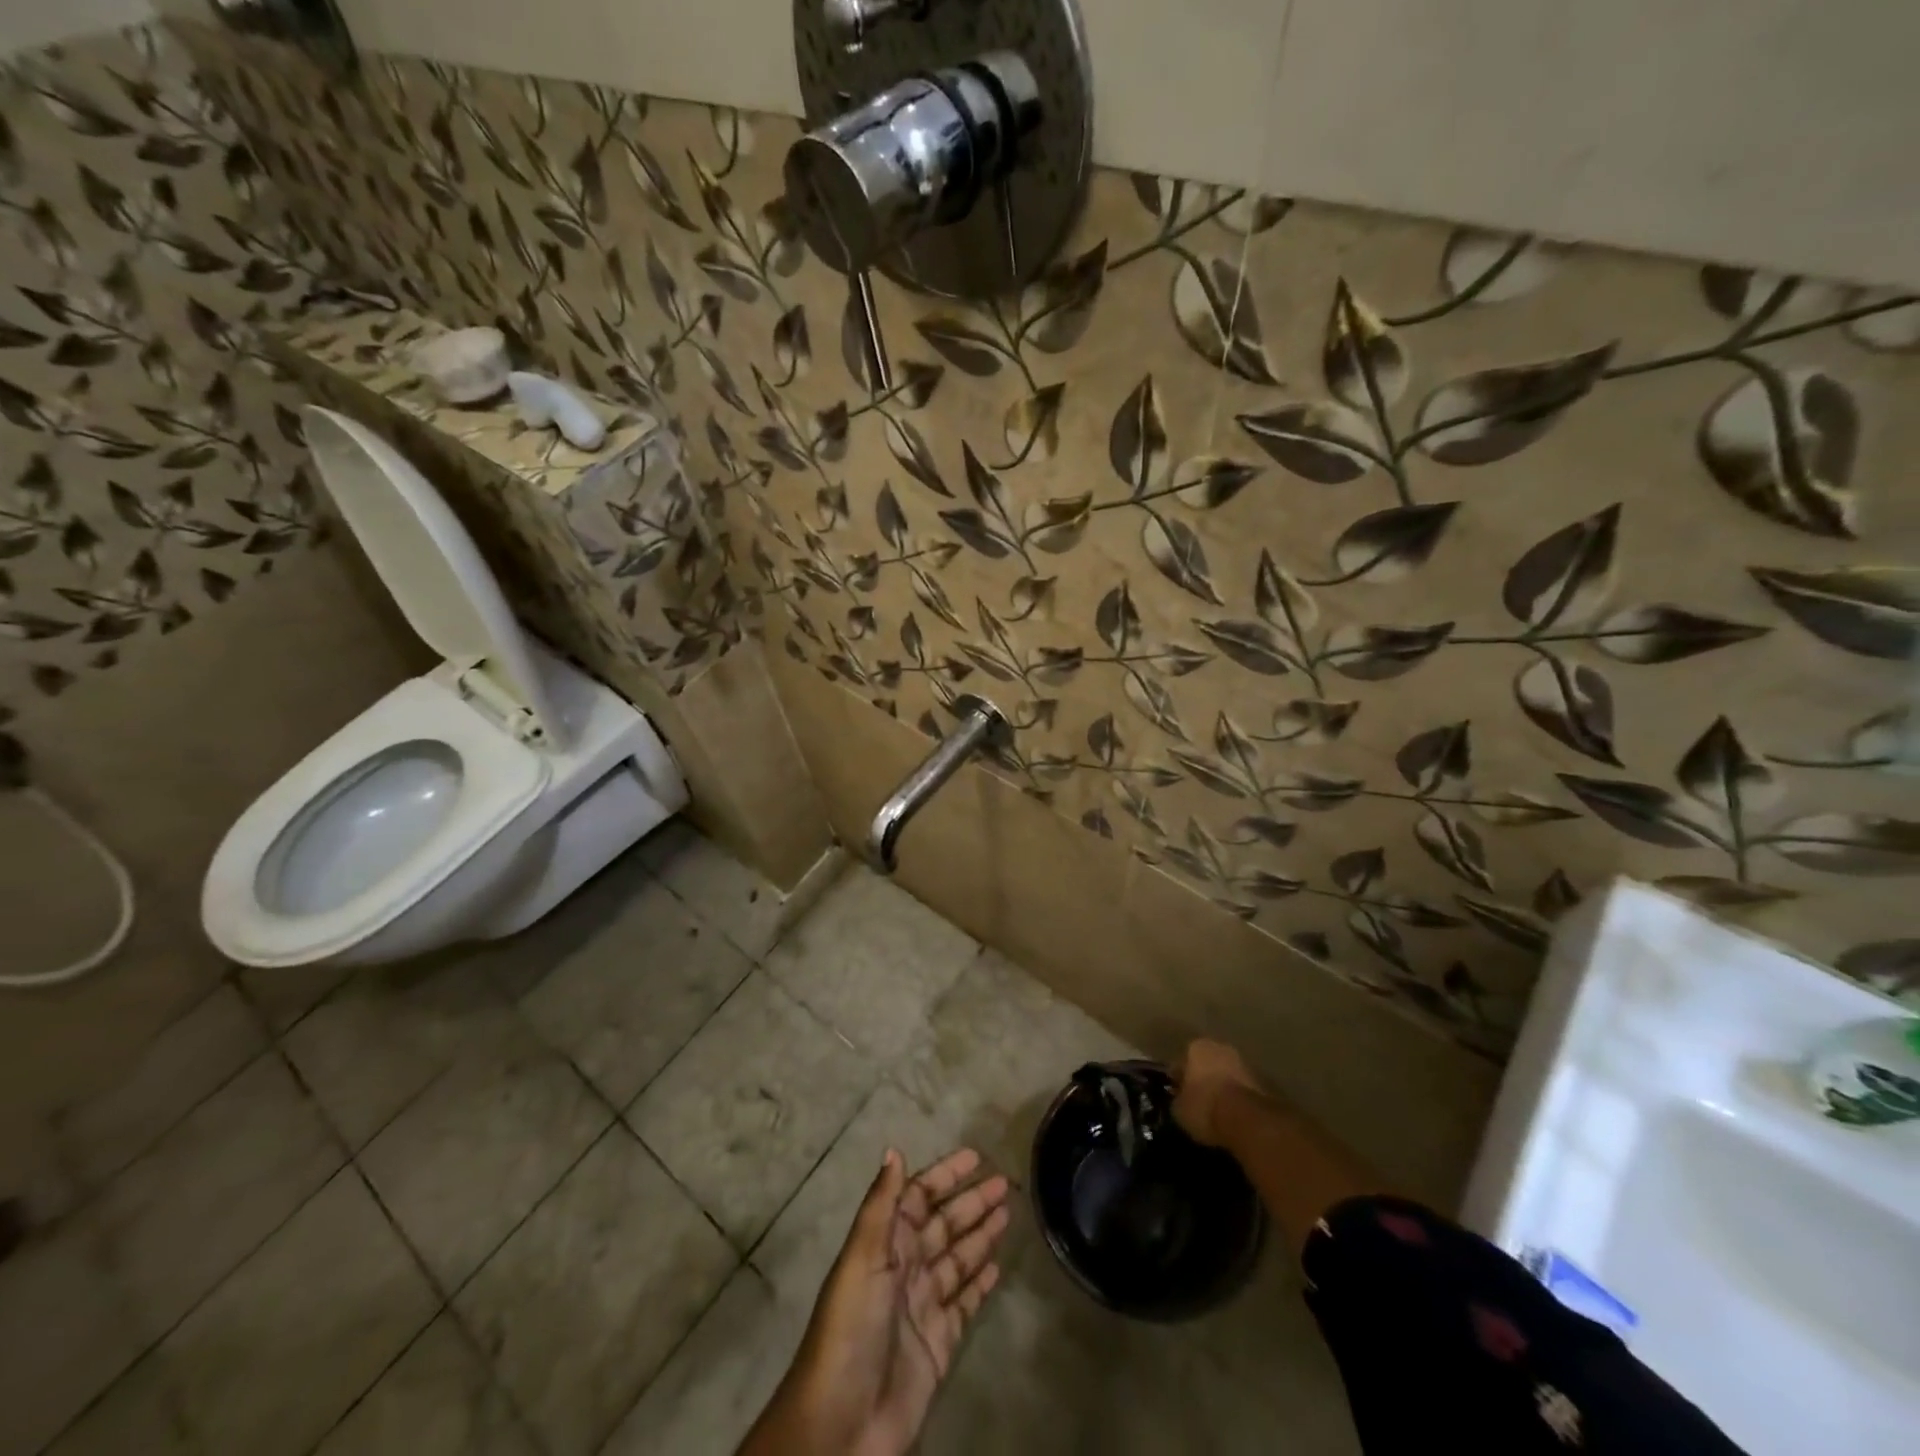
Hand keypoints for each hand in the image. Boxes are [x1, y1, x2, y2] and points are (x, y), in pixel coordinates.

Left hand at [773, 1147, 1010, 1455]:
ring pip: (958, 1258)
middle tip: (1004, 1183)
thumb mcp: (863, 1258)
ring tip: (1008, 1212)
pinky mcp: (939, 1342)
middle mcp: (906, 1267)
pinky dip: (980, 1282)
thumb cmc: (851, 1328)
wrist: (843, 1422)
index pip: (919, 1196)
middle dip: (971, 1202)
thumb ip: (881, 1205)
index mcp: (886, 1243)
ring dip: (980, 1234)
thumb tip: (894, 1149)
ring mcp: (924, 1304)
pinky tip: (998, 1265)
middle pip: (944, 1224)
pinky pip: (965, 1302)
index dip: (945, 1175)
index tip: (975, 1156)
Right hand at [1172, 1039, 1263, 1146]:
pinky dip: (1238, 1099)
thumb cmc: (1205, 1107)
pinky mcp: (1263, 1082)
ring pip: (1227, 1074)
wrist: (1248, 1120)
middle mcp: (1221, 1048)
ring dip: (1222, 1087)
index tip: (1177, 1094)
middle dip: (1203, 1078)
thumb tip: (1180, 1101)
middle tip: (1198, 1100)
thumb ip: (1178, 1100)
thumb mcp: (1179, 1110)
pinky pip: (1242, 1089)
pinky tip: (1233, 1116)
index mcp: (1197, 1048)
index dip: (1178, 1079)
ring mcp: (1245, 1064)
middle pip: (1207, 1063)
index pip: (1182, 1061)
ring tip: (1217, 1110)